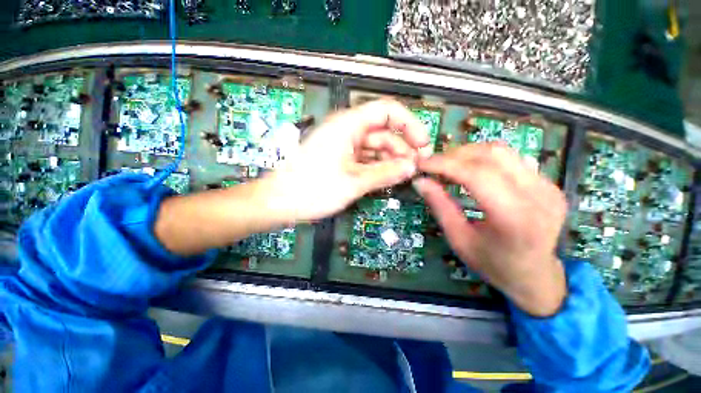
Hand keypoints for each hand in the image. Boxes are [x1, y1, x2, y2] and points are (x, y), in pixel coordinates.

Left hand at [260, 99, 428, 220]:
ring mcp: (342, 145)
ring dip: (390, 159)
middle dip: (401, 148)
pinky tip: (386, 178)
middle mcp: (346, 130)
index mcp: (348, 125)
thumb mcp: (353, 182)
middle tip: (415, 168)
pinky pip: (364, 158)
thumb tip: (412, 166)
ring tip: (403, 176)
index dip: (409, 125)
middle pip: (383, 132)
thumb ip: (385, 173)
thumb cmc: (312, 190)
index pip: (387, 111)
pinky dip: (377, 166)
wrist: (278, 202)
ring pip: (374, 147)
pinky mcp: (338, 158)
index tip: (423, 144)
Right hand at [413, 143, 567, 316]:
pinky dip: (483, 158)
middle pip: (492, 155)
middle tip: (432, 164)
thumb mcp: (458, 239)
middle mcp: (538, 196)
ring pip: (502, 151)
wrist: (535, 276)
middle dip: (455, 155)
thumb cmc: (492, 263)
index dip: (445, 164)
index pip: (477, 175)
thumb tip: (420, 181)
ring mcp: (548, 186)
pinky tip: (470, 169)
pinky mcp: (548, 183)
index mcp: (514, 217)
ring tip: (448, 165)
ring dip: (468, 153)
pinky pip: (511, 159)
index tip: (422, 163)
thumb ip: (440, 206)